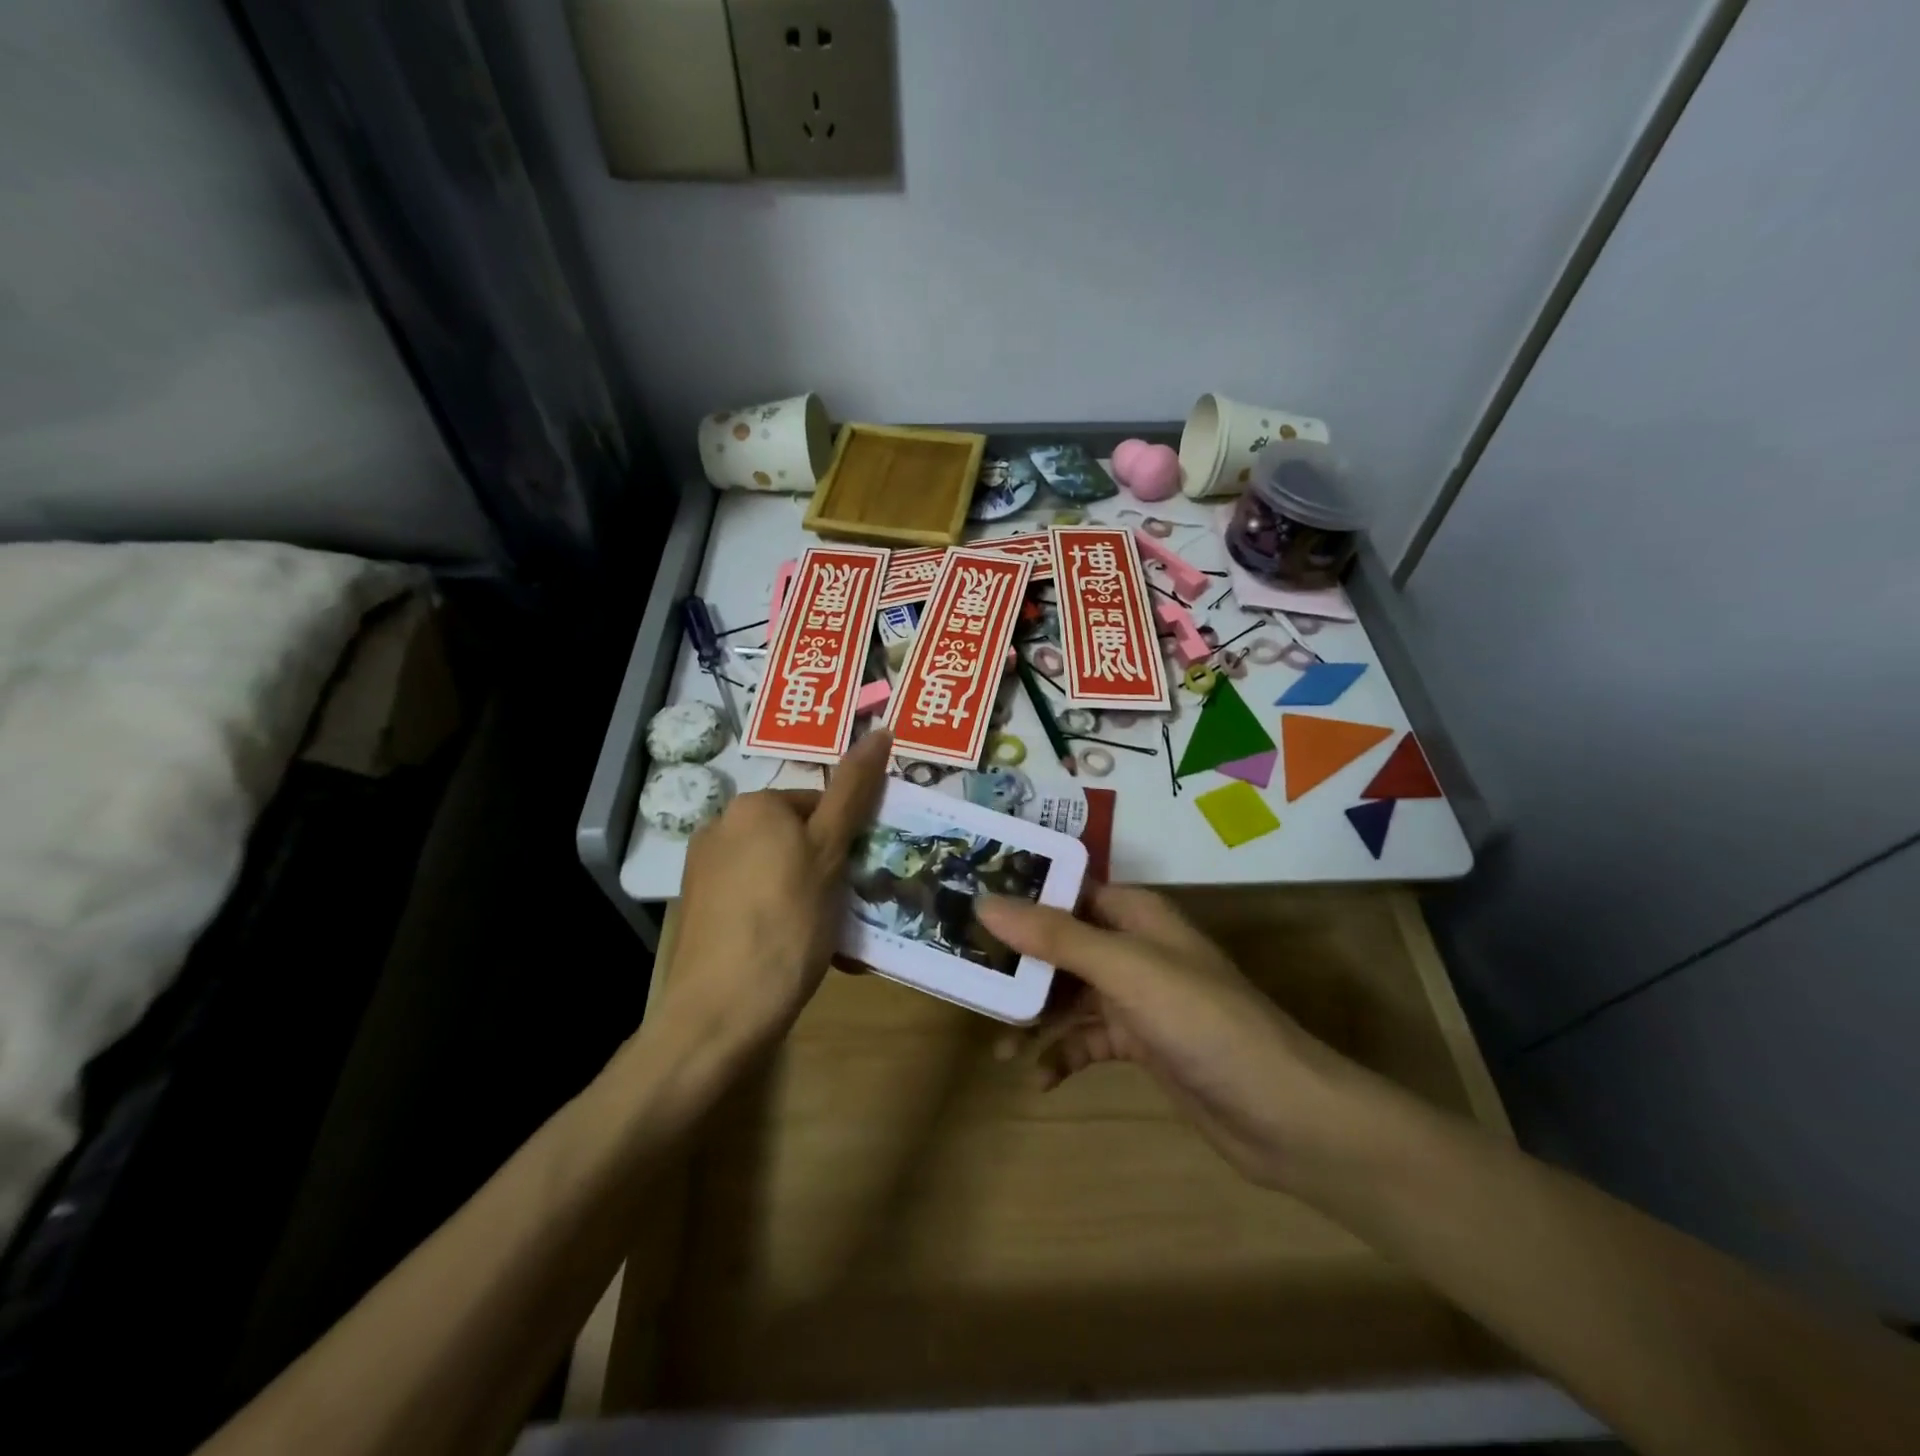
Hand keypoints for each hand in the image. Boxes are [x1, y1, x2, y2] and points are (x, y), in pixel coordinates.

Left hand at [656, 729, 890, 1056]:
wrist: (720, 1013)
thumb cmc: (787, 923)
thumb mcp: (829, 852)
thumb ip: (854, 791)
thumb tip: (880, 730)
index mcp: (753, 805)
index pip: (820, 802)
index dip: (849, 838)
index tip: (862, 875)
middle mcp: (720, 826)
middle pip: (798, 836)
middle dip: (828, 868)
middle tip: (848, 908)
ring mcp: (704, 871)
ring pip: (779, 870)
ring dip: (809, 894)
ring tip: (827, 937)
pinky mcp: (699, 910)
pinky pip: (755, 899)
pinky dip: (780, 915)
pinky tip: (792, 950)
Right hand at [976, 883, 1359, 1190]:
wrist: (1283, 1116)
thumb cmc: (1203, 1022)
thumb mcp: (1125, 971)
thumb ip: (1056, 936)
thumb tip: (985, 901)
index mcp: (1136, 914)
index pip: (1067, 889)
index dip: (1020, 893)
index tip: (966, 903)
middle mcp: (1133, 947)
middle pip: (1061, 943)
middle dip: (1018, 961)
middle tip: (966, 977)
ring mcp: (1137, 998)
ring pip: (1069, 994)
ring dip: (1035, 1016)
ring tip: (997, 1043)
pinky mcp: (1140, 1044)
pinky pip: (1087, 1041)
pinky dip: (1062, 1056)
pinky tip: (1039, 1080)